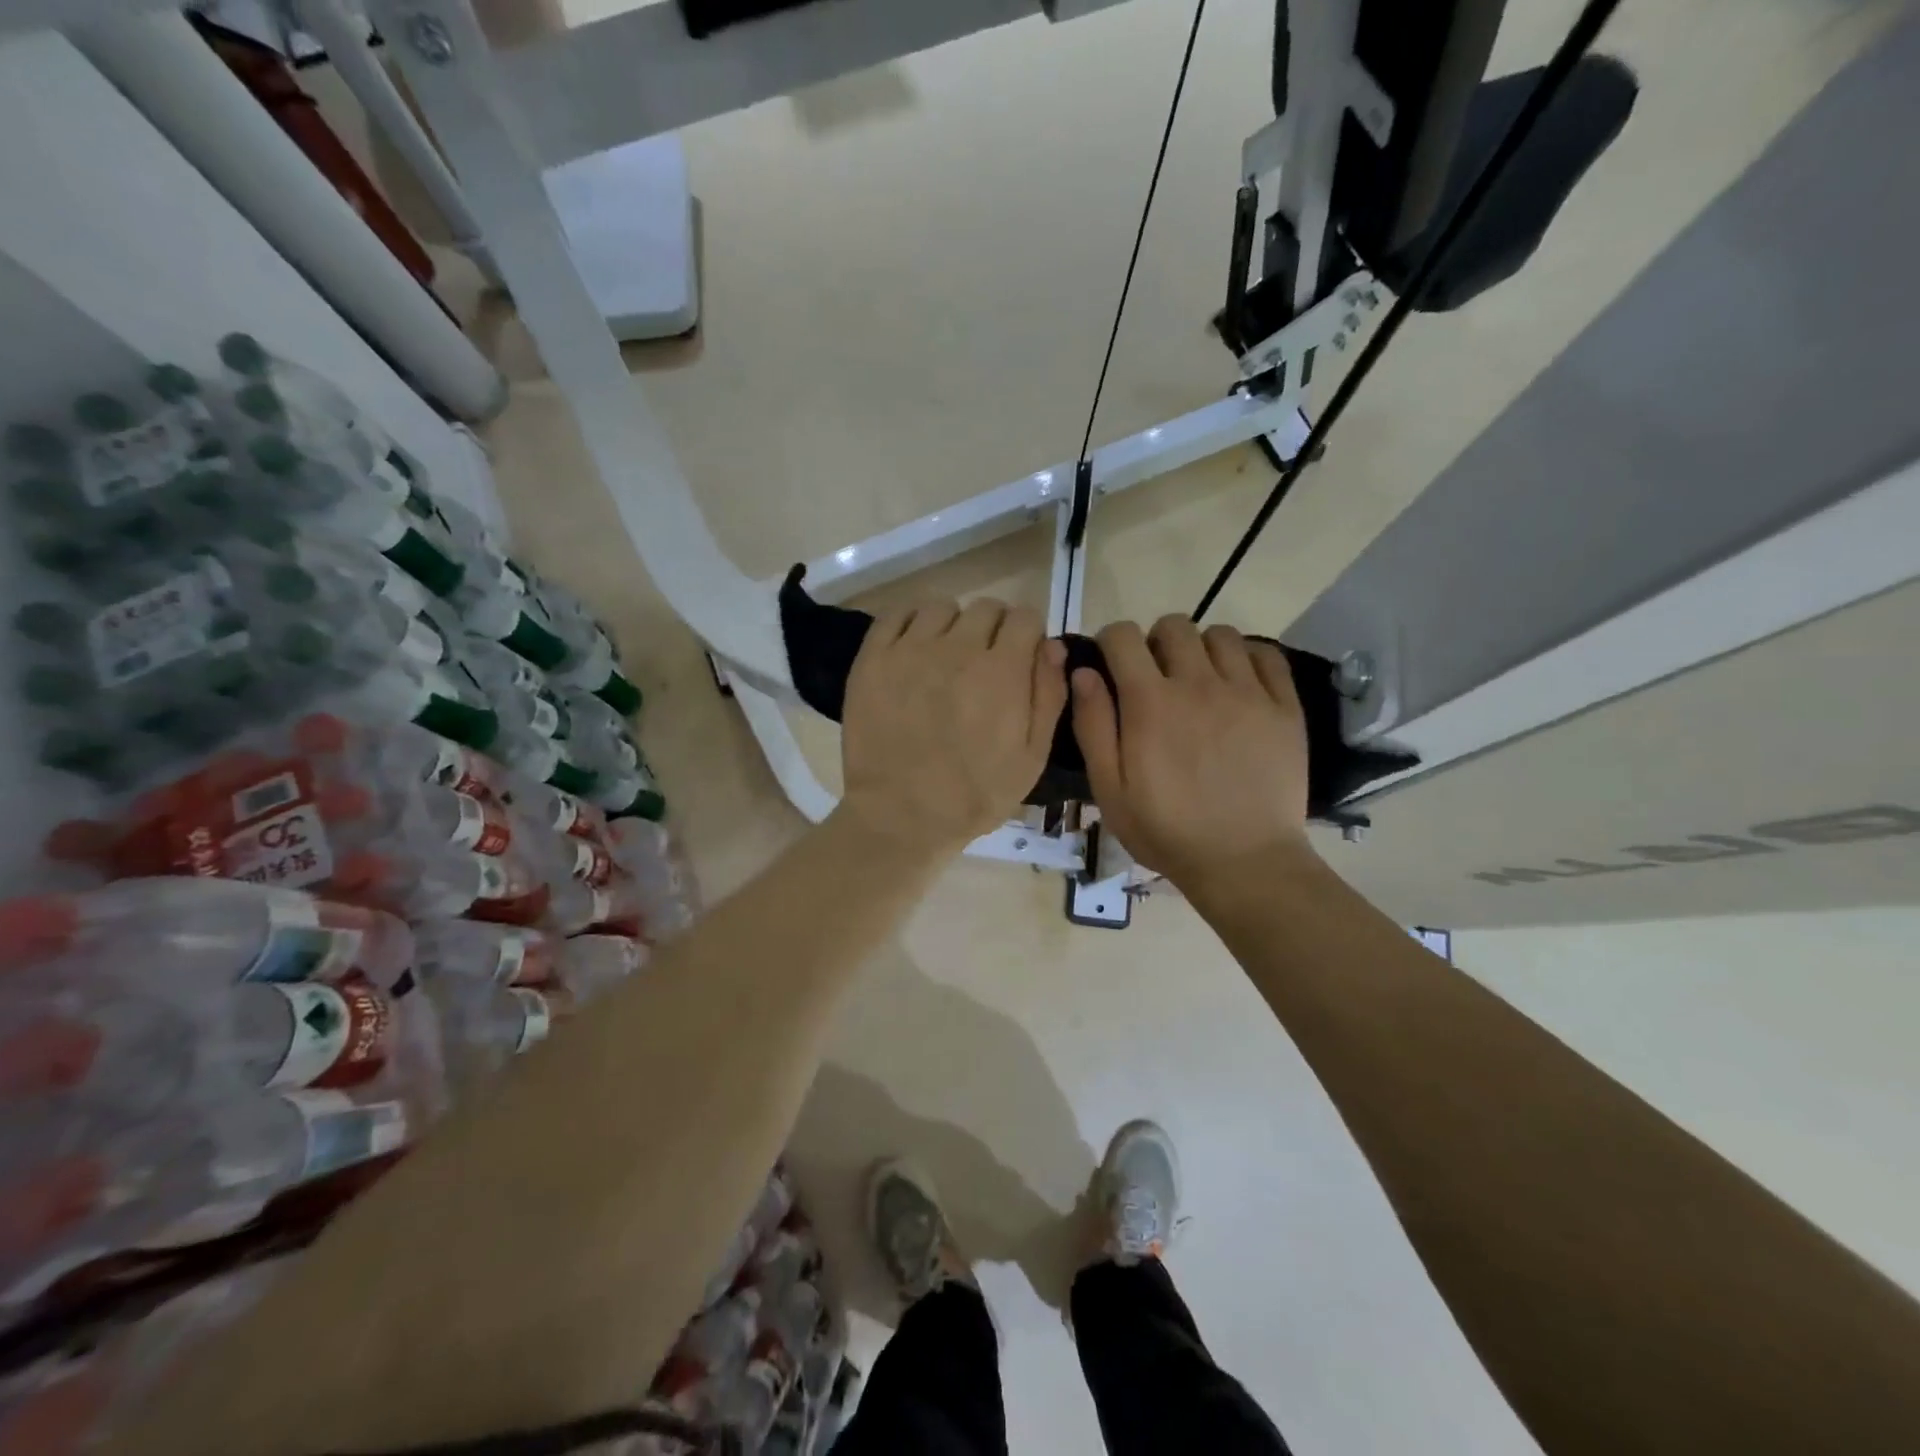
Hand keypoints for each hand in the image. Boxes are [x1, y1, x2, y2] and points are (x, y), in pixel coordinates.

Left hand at [839, 599, 1067, 856]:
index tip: (1020, 658)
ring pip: (942, 608)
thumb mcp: (1032, 758)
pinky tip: (915, 648)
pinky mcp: (873, 658)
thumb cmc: (975, 794)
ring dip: (953, 626)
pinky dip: (911, 622)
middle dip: (994, 630)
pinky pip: (897, 614)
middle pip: (987, 608)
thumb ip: (1048, 696)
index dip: (1027, 636)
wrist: (901, 816)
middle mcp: (958, 648)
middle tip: (985, 662)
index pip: (1025, 618)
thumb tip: (1051, 646)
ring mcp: (911, 649)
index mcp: (1002, 670)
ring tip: (946, 657)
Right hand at [1070, 615, 1311, 890]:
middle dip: (1156, 642)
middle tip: (1157, 677)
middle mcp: (1198, 684)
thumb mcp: (1110, 790)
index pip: (1123, 636)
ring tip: (1200, 681)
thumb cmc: (1166, 831)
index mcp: (1150, 702)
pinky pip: (1266, 654)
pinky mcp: (1284, 707)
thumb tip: (1083, 672)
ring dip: (1202, 649)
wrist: (1244, 861)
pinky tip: (1239, 684)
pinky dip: (1248, 658)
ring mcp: (1247, 692)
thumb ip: (1093, 726)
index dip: (1111, 642)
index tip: (1113, 664)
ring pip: (1221, 634)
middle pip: (1174, 626)